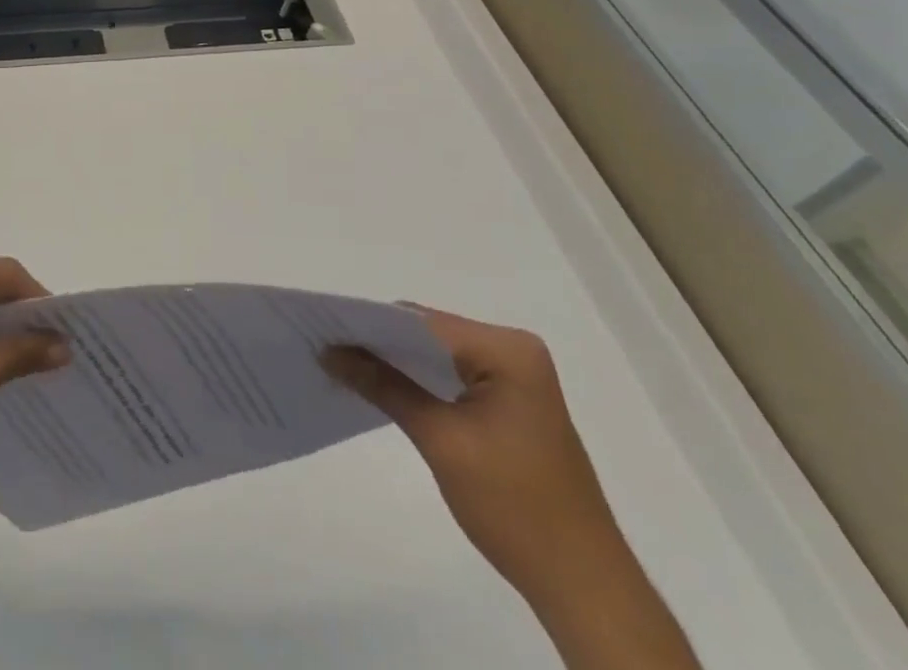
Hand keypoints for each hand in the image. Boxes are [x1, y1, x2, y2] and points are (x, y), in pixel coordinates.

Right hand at [322, 309, 632, 607]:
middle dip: (380, 342)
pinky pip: (453, 375)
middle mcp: (515, 350)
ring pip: (438, 354)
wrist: (583, 586)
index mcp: (507, 349)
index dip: (371, 325)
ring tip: (345, 365)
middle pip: (430, 333)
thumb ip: (383, 385)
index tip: (325, 331)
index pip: (424, 322)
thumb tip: (329, 351)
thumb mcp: (440, 440)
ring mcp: (516, 376)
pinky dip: (419, 381)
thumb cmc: (514, 507)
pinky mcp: (511, 401)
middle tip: (329, 348)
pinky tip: (385, 389)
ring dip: (397, 362)